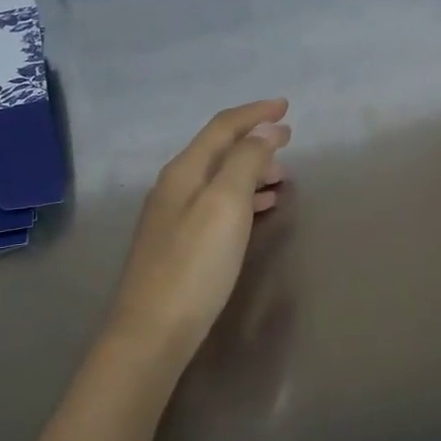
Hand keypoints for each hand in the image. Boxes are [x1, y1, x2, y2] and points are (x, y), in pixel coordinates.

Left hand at [108, 99, 291, 362]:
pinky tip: (261, 209)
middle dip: (255, 141)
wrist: (151, 333)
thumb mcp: (225, 205)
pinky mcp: (179, 244)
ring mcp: (173, 216)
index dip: (255, 113)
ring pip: (220, 179)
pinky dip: (243, 197)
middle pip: (219, 150)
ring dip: (251, 170)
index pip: (223, 127)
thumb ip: (246, 162)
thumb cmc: (194, 265)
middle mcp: (175, 186)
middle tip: (289, 143)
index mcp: (184, 170)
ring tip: (283, 176)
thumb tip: (266, 130)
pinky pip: (218, 204)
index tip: (286, 106)